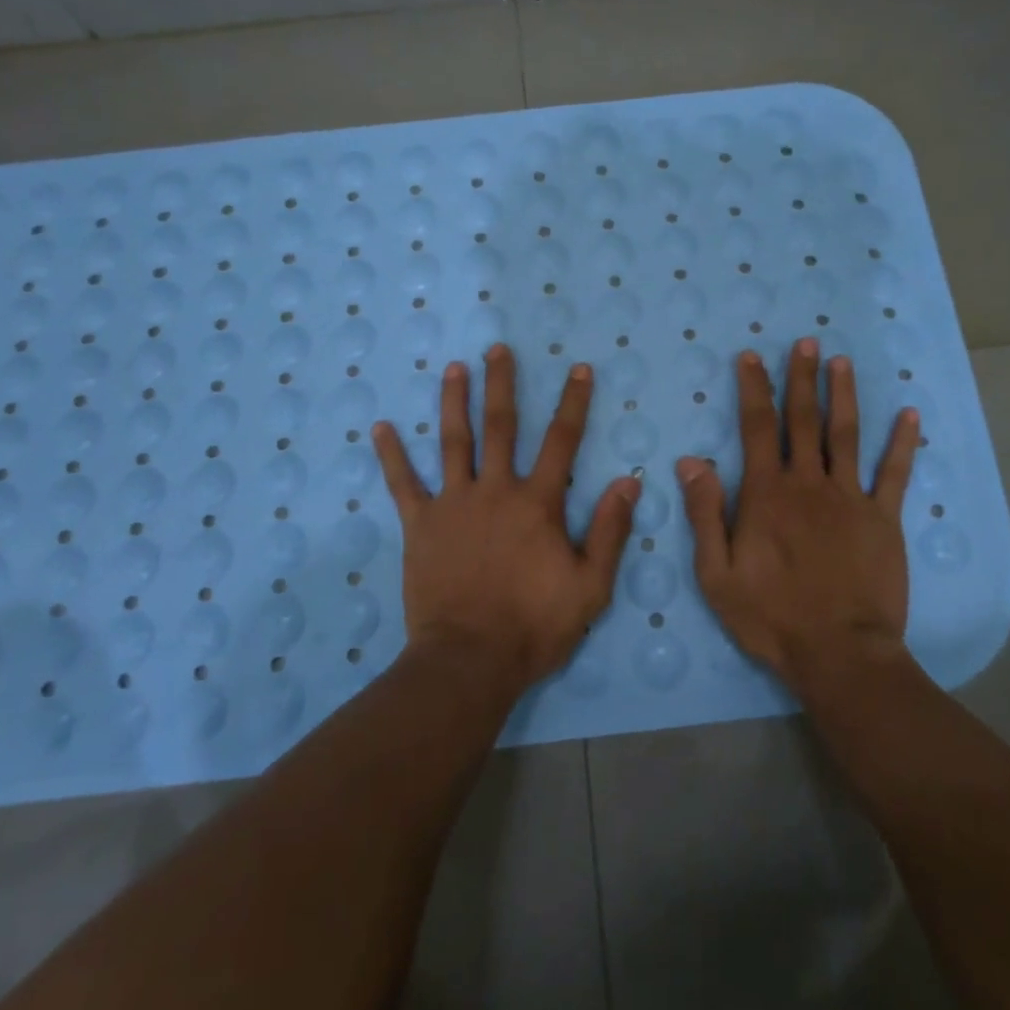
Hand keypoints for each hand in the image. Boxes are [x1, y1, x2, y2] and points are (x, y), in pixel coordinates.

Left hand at [373, 344, 639, 691]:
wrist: (469, 660)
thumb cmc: (534, 626)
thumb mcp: (590, 585)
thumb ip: (609, 531)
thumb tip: (629, 481)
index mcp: (537, 503)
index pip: (561, 441)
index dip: (573, 402)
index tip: (578, 369)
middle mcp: (495, 491)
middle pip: (500, 426)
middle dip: (501, 384)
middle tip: (498, 348)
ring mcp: (453, 504)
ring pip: (453, 442)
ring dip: (453, 402)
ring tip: (453, 367)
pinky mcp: (420, 525)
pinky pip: (403, 484)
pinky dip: (392, 456)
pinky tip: (381, 428)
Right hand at [676, 337, 919, 689]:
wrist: (840, 653)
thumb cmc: (770, 616)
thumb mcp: (716, 572)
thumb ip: (705, 513)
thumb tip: (692, 461)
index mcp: (767, 494)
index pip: (757, 427)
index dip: (754, 388)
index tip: (752, 357)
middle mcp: (809, 483)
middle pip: (804, 420)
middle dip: (801, 378)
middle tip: (805, 342)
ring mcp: (851, 498)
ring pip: (847, 435)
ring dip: (843, 395)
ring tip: (841, 362)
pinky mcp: (884, 520)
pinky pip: (895, 474)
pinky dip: (903, 444)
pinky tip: (910, 416)